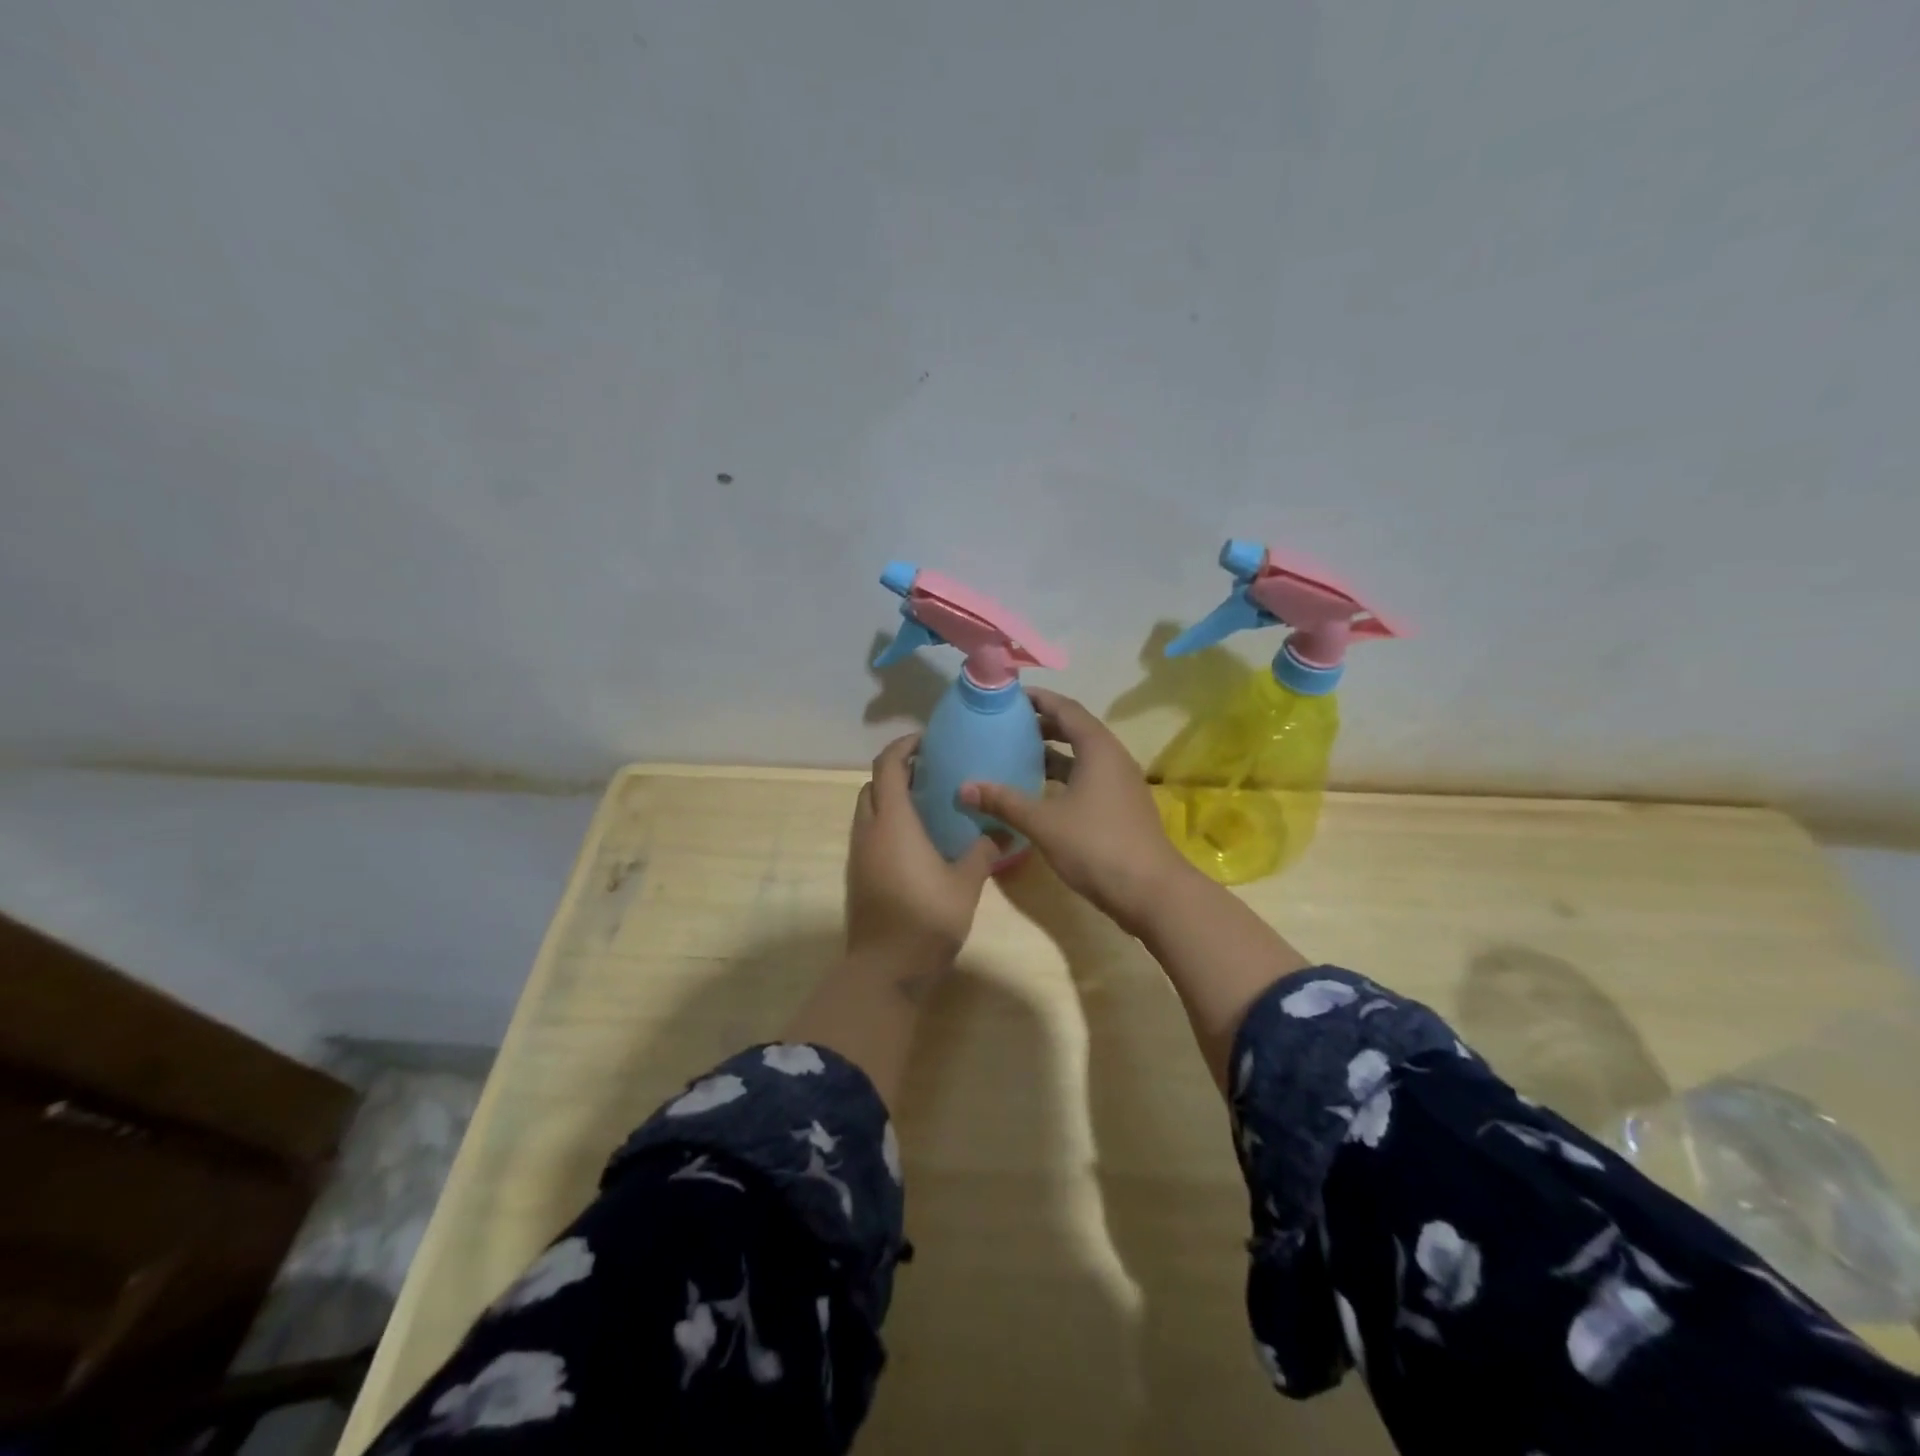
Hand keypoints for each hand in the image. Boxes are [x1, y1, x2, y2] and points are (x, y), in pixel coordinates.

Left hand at [846, 735, 997, 983]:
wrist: (886, 967)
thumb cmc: (927, 917)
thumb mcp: (966, 883)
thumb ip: (984, 851)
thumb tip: (1005, 832)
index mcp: (893, 821)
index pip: (888, 766)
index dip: (904, 747)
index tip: (927, 741)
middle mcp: (869, 830)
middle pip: (873, 785)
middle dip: (897, 771)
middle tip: (931, 772)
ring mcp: (859, 853)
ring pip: (868, 809)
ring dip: (889, 797)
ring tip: (926, 803)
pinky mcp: (857, 874)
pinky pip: (868, 833)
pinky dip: (886, 822)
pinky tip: (915, 839)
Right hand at [961, 688, 1195, 935]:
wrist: (1151, 892)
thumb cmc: (1096, 846)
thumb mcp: (1043, 823)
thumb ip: (1004, 802)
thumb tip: (963, 788)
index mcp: (1098, 749)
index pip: (1066, 709)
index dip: (1038, 699)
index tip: (1009, 697)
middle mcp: (1113, 758)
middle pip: (1076, 729)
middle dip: (1043, 725)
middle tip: (1008, 727)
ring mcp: (1121, 784)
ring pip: (1083, 756)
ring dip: (1053, 753)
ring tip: (1018, 756)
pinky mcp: (1121, 807)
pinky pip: (1089, 778)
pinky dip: (1064, 777)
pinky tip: (1041, 793)